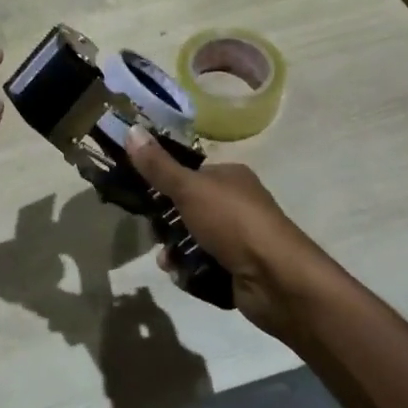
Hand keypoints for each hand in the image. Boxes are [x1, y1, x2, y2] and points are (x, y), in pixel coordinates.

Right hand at [123, 128, 327, 336]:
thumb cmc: (233, 222)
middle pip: (188, 208)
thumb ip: (158, 165)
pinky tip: (181, 275)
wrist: (277, 279)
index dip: (165, 184)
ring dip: (175, 250)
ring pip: (192, 239)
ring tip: (167, 260)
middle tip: (155, 232)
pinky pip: (203, 266)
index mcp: (230, 177)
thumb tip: (131, 129)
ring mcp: (238, 238)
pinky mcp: (237, 269)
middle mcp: (236, 204)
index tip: (142, 197)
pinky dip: (189, 271)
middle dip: (167, 223)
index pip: (189, 174)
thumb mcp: (190, 188)